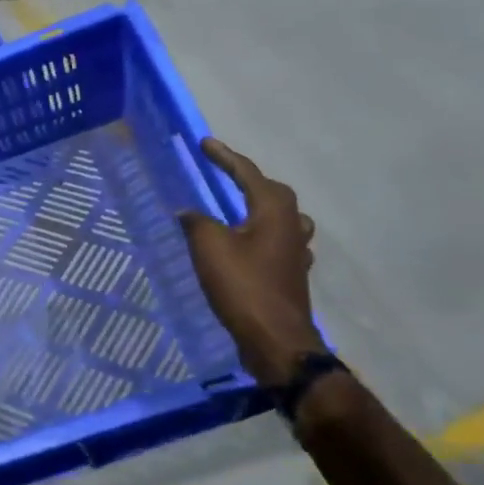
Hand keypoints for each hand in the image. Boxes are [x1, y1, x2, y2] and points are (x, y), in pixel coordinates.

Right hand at [181, 138, 324, 389]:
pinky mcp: (291, 275)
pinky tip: (249, 244)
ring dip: (261, 207)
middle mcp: (291, 226)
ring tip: (241, 207)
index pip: (247, 173)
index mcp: (273, 212)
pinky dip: (261, 235)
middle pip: (273, 193)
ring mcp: (296, 253)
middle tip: (223, 173)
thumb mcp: (209, 247)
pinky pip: (279, 243)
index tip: (204, 143)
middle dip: (248, 179)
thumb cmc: (243, 286)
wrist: (276, 341)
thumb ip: (196, 222)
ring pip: (283, 218)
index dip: (224, 157)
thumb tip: (188, 211)